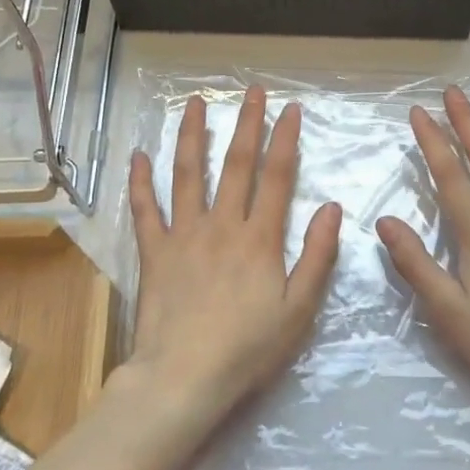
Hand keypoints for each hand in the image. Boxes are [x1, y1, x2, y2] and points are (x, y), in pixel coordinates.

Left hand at [122, 87, 341, 421]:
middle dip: (247, 124)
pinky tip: (138, 156)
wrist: (183, 378)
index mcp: (259, 238)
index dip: (285, 140)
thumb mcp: (299, 309)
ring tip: (195, 104)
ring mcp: (183, 235)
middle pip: (236, 165)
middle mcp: (222, 225)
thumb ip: (317, 256)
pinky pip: (145, 210)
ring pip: (188, 175)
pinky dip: (140, 182)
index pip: (277, 177)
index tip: (291, 109)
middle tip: (252, 91)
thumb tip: (331, 207)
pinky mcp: (154, 253)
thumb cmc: (248, 348)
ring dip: (194, 136)